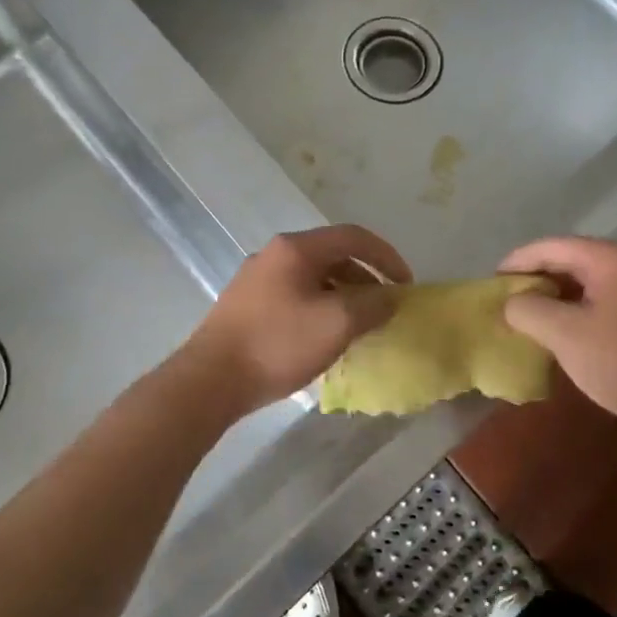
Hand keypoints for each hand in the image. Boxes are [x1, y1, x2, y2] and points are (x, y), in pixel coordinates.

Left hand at [184, 225, 412, 414]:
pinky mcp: (247, 305)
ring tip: (359, 326)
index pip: (353, 236)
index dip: (387, 256)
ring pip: (313, 278)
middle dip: (366, 279)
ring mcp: (257, 279)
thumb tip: (391, 297)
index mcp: (296, 248)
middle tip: (384, 308)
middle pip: (333, 255)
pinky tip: (325, 338)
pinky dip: (321, 308)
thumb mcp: (336, 324)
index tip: (406, 285)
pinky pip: (296, 295)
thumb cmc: (277, 344)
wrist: (210, 380)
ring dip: (343, 296)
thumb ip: (372, 305)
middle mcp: (275, 254)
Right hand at [498, 236, 616, 446]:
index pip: (549, 247)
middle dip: (533, 278)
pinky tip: (556, 333)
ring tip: (524, 316)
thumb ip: (529, 310)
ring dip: (551, 297)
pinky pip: (595, 302)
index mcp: (606, 259)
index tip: (490, 283)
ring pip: (580, 283)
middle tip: (504, 300)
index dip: (516, 262)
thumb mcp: (565, 334)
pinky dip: (571, 311)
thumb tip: (512, 302)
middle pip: (566, 260)